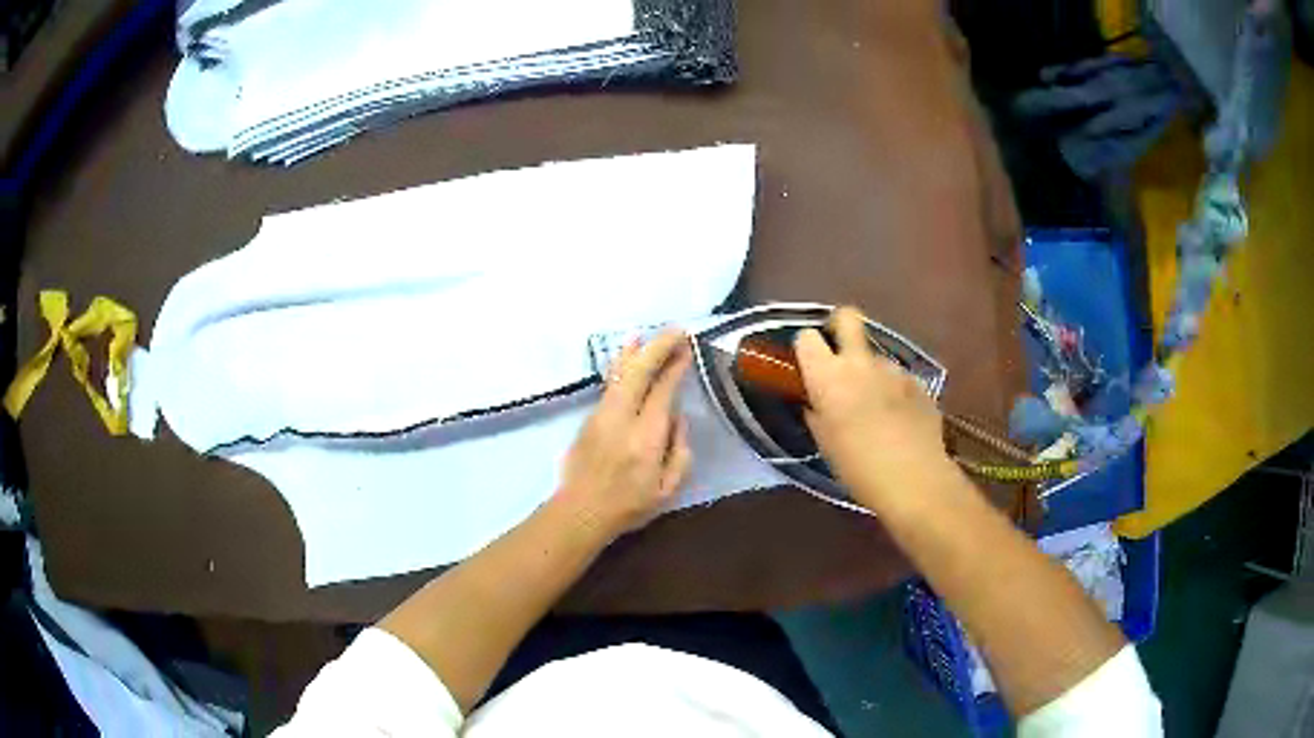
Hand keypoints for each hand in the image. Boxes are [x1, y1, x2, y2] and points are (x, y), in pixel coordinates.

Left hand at [557, 330, 693, 534]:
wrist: (580, 512)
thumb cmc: (629, 505)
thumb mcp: (668, 489)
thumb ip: (680, 453)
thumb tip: (677, 419)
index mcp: (646, 438)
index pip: (662, 391)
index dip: (675, 366)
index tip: (687, 349)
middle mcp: (622, 419)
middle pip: (639, 372)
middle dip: (658, 347)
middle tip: (676, 332)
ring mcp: (601, 415)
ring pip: (620, 373)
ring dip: (637, 351)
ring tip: (649, 335)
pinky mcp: (589, 417)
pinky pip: (611, 383)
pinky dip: (622, 365)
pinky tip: (627, 354)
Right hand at [795, 307, 950, 506]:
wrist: (914, 479)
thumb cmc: (858, 468)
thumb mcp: (825, 443)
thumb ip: (817, 412)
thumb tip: (816, 401)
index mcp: (829, 376)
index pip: (806, 337)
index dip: (805, 348)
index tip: (807, 365)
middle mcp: (860, 362)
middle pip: (847, 317)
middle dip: (839, 325)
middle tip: (838, 353)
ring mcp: (893, 369)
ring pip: (875, 356)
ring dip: (870, 371)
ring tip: (875, 407)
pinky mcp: (918, 382)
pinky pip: (898, 378)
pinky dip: (894, 391)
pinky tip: (899, 420)